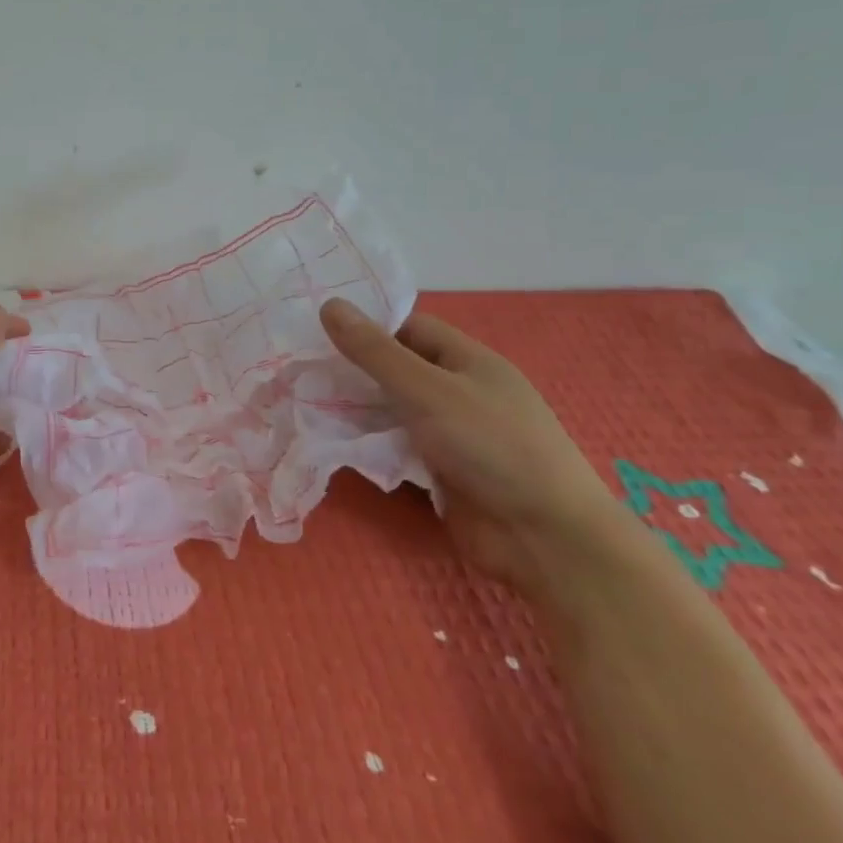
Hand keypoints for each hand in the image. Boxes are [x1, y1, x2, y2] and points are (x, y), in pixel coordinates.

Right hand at [320, 299, 636, 594]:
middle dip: (353, 370)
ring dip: (356, 410)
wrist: (544, 538)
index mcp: (468, 360)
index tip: (317, 331)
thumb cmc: (491, 446)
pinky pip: (397, 447)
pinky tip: (332, 442)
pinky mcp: (441, 472)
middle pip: (398, 370)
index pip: (409, 328)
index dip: (367, 327)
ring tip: (302, 402)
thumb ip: (375, 352)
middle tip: (298, 369)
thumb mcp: (428, 390)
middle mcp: (459, 392)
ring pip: (392, 411)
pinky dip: (370, 444)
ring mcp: (451, 434)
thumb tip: (329, 304)